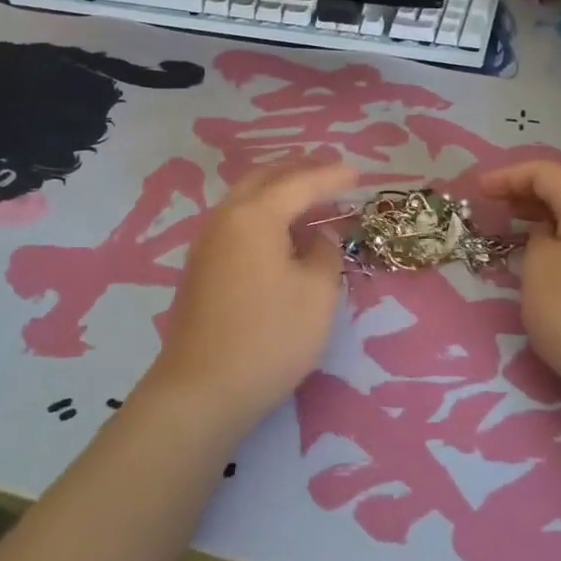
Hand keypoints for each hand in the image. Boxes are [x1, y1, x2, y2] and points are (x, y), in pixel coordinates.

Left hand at [143, 162, 357, 434]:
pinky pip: (238, 221)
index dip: (332, 176)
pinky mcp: (201, 268)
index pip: (300, 183)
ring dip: (280, 191)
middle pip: (266, 179)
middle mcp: (226, 218)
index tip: (359, 174)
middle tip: (332, 173)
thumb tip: (318, 237)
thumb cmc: (269, 338)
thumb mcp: (317, 294)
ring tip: (311, 197)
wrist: (201, 390)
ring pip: (247, 199)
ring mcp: (207, 242)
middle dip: (300, 171)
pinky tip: (282, 232)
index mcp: (255, 215)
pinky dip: (265, 213)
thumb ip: (324, 253)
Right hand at [480, 161, 560, 412]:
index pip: (545, 173)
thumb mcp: (538, 271)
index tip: (479, 191)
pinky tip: (547, 254)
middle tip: (493, 205)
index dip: (508, 176)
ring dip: (545, 214)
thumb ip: (536, 239)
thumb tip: (548, 235)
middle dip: (527, 192)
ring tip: (514, 225)